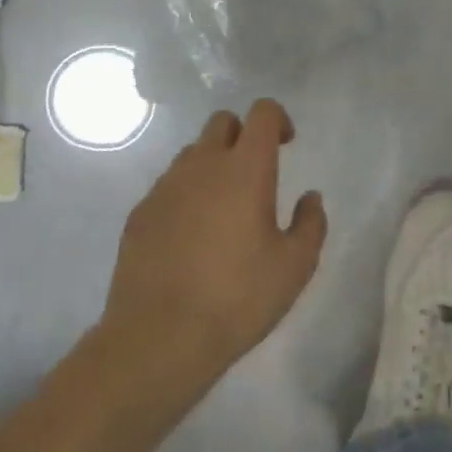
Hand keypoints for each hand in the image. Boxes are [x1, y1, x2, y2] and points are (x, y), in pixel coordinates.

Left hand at [102, 100, 326, 383]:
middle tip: (254, 174)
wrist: (158, 338)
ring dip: (212, 165)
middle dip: (242, 135)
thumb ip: (310, 224)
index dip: (278, 119)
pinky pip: (168, 186)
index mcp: (245, 168)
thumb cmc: (237, 298)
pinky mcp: (140, 212)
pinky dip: (185, 196)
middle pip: (222, 122)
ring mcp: (166, 186)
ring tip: (222, 210)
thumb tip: (310, 198)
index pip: (262, 113)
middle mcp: (203, 164)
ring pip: (193, 153)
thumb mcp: (294, 268)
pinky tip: (190, 238)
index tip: (286, 144)